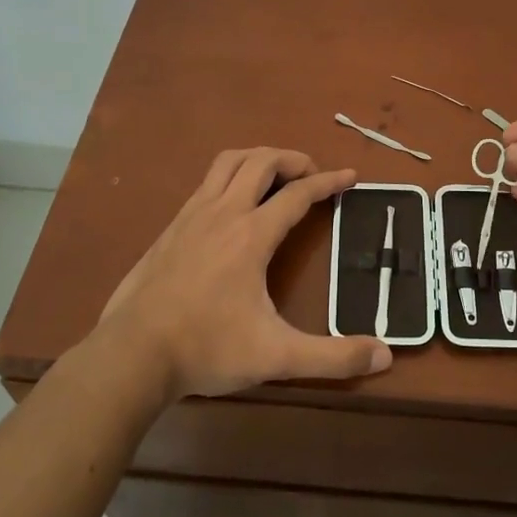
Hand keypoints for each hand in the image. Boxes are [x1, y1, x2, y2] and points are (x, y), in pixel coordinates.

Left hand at [97, 148, 392, 399]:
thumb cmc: (207, 349)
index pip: (298, 194)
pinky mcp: (170, 229)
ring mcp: (191, 217)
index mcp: (252, 235)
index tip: (350, 177)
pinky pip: (205, 184)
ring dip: (257, 159)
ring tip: (275, 175)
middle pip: (261, 162)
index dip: (328, 182)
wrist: (132, 355)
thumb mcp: (277, 356)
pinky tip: (231, 205)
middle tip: (312, 173)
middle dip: (293, 159)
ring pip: (227, 163)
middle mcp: (223, 213)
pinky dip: (229, 177)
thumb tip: (385, 356)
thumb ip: (332, 357)